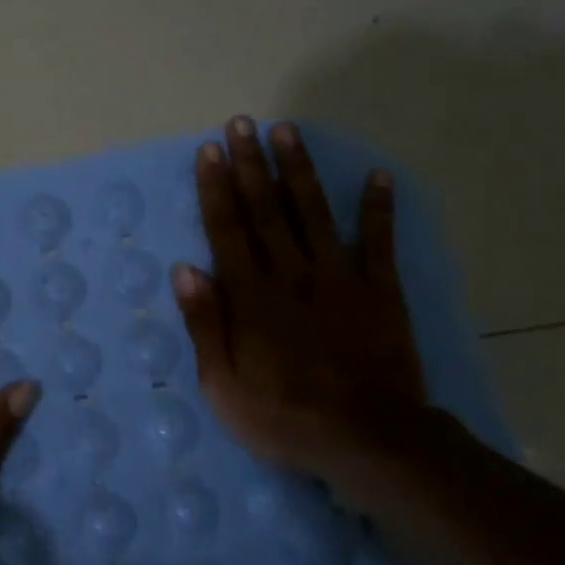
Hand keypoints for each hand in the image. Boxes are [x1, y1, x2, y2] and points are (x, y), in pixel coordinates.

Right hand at [172, 115, 427, 477]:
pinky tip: (378, 175)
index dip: (216, 187)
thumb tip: (184, 270)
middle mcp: (291, 273)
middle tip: (241, 123)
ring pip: (314, 212)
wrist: (369, 441)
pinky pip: (380, 241)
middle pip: (266, 208)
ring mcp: (339, 277)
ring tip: (287, 131)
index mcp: (251, 295)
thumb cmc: (284, 417)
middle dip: (250, 163)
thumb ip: (205, 324)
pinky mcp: (379, 290)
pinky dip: (380, 208)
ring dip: (299, 169)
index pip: (227, 229)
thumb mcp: (223, 384)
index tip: (209, 150)